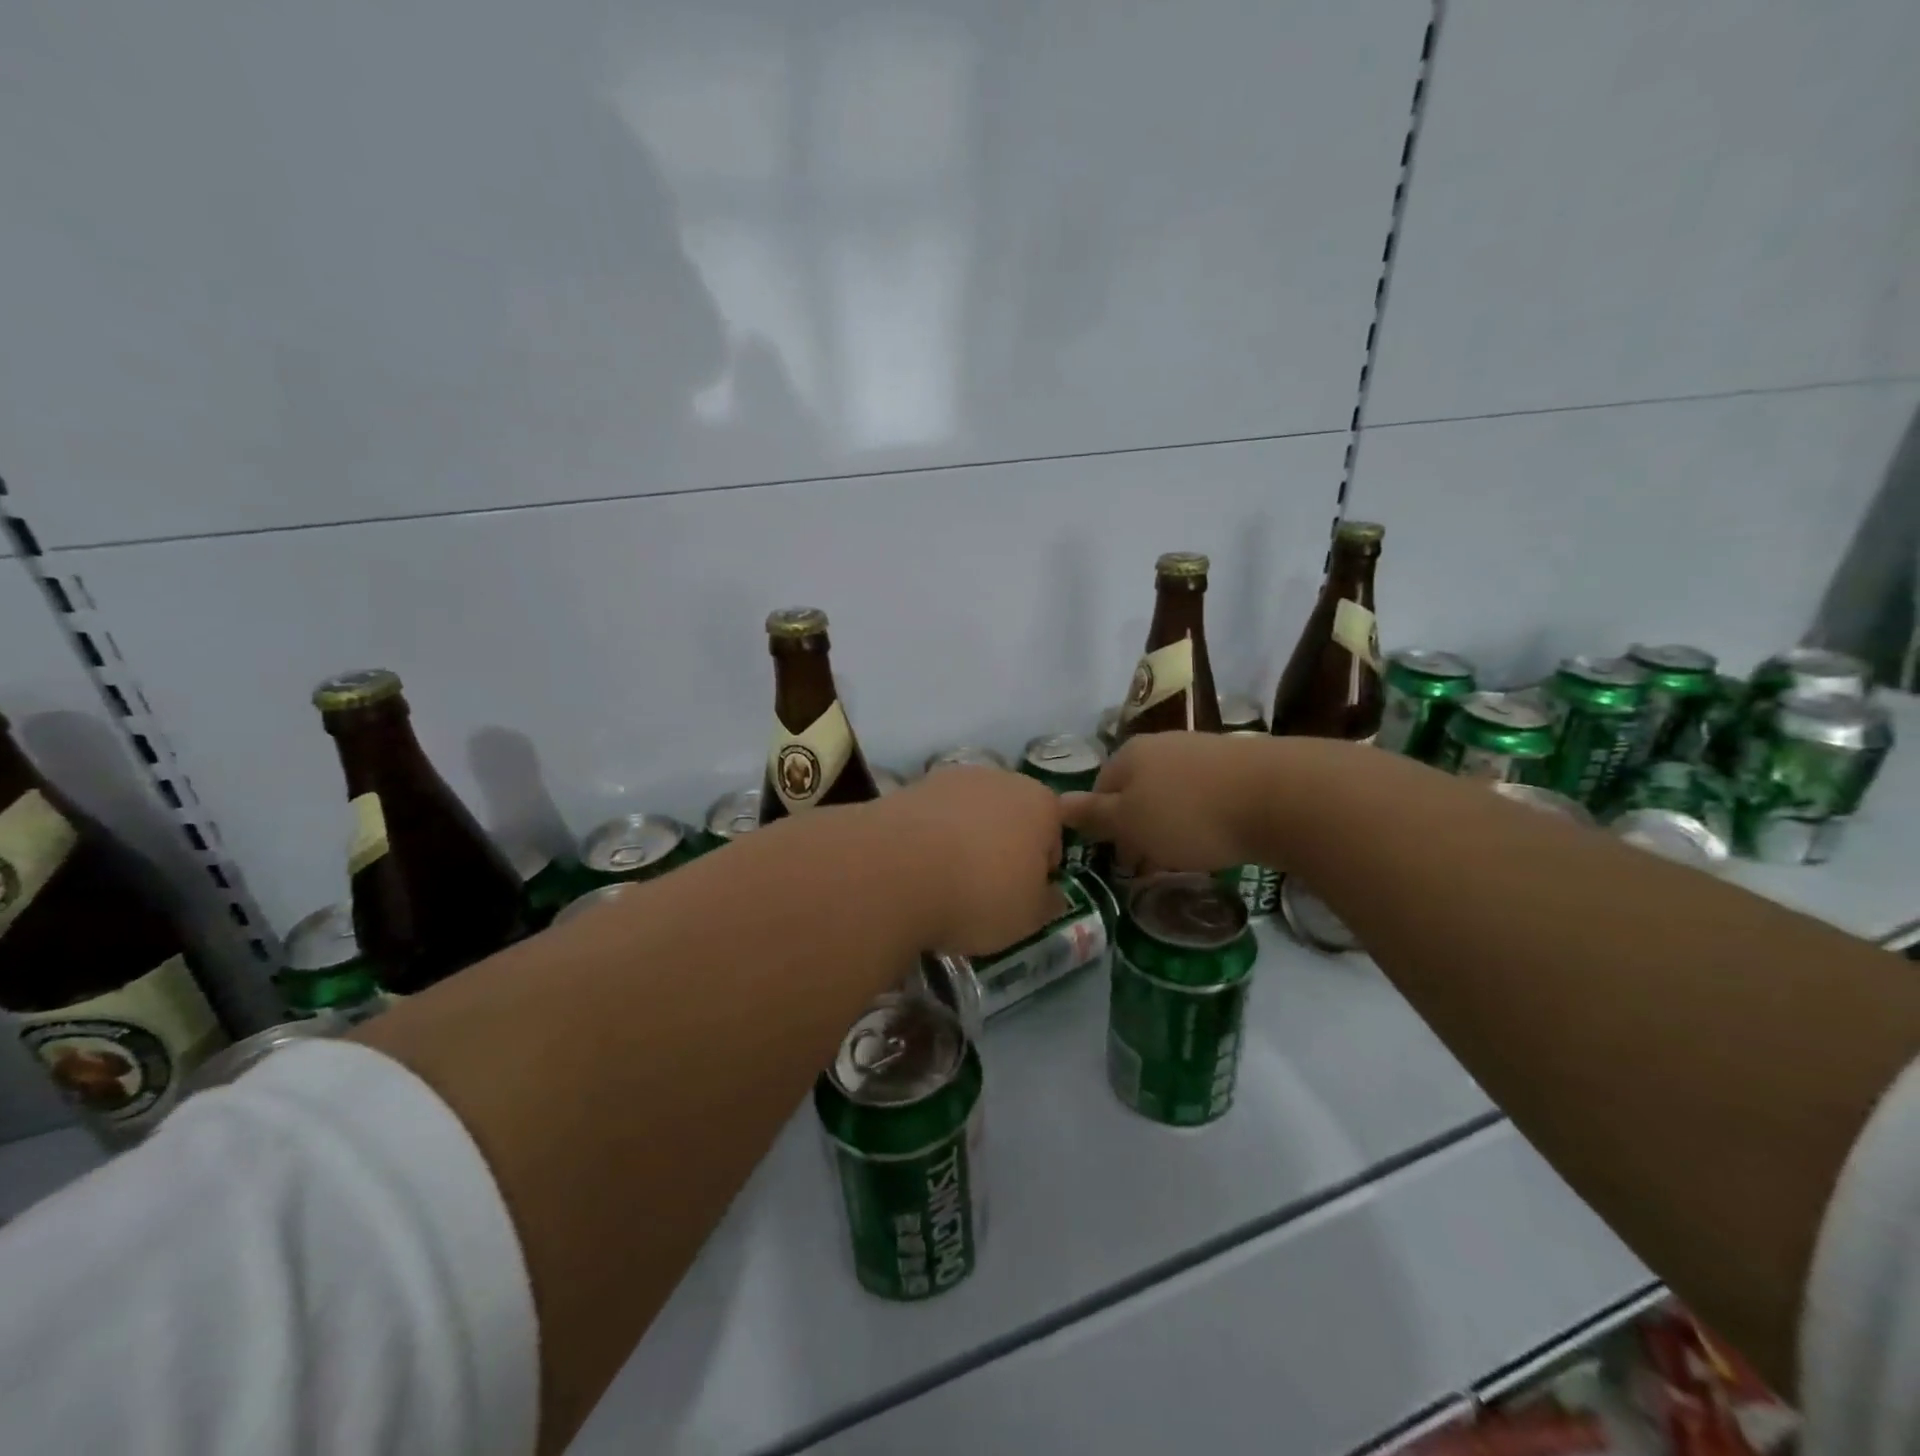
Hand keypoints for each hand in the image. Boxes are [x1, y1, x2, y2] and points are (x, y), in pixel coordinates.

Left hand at [868, 765, 1066, 955]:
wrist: (896, 871)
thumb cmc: (980, 894)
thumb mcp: (1028, 918)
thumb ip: (1047, 903)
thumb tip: (1051, 894)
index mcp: (1039, 803)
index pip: (1053, 834)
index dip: (1041, 868)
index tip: (1022, 896)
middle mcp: (998, 778)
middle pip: (1008, 816)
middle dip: (1001, 847)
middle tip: (985, 889)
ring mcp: (949, 778)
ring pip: (967, 813)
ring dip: (962, 839)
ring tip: (944, 881)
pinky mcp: (908, 788)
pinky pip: (930, 818)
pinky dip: (928, 838)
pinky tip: (915, 869)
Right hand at [1062, 732, 1272, 874]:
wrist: (1280, 796)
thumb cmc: (1190, 814)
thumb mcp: (1130, 822)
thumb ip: (1094, 815)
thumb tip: (1057, 804)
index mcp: (1130, 755)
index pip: (1100, 788)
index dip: (1102, 825)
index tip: (1117, 859)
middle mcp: (1163, 745)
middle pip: (1137, 789)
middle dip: (1138, 826)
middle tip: (1148, 865)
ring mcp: (1203, 751)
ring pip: (1172, 793)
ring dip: (1170, 824)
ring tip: (1184, 858)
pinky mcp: (1240, 765)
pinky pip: (1206, 796)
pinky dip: (1203, 819)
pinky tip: (1217, 840)